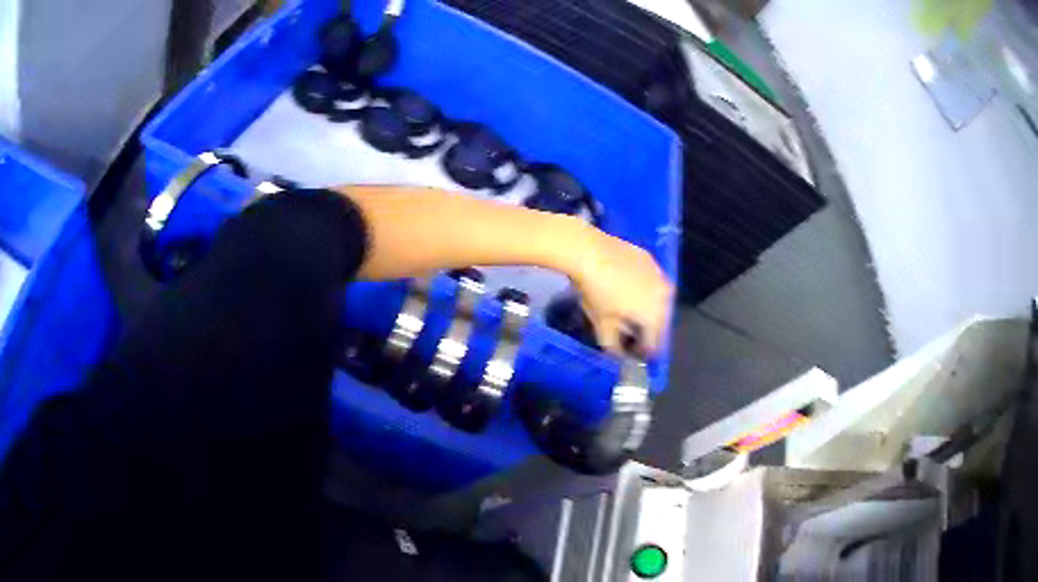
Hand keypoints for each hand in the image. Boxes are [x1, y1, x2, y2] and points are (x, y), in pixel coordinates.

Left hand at [570, 224, 672, 355]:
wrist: (589, 251)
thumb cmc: (596, 292)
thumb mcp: (602, 324)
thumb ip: (613, 345)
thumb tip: (618, 354)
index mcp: (655, 317)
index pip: (654, 343)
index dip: (642, 351)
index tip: (631, 352)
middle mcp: (665, 297)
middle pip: (660, 321)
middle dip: (647, 330)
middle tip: (631, 332)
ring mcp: (660, 276)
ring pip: (658, 300)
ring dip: (647, 309)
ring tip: (630, 311)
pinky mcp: (651, 260)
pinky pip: (651, 282)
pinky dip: (643, 289)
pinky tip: (627, 288)